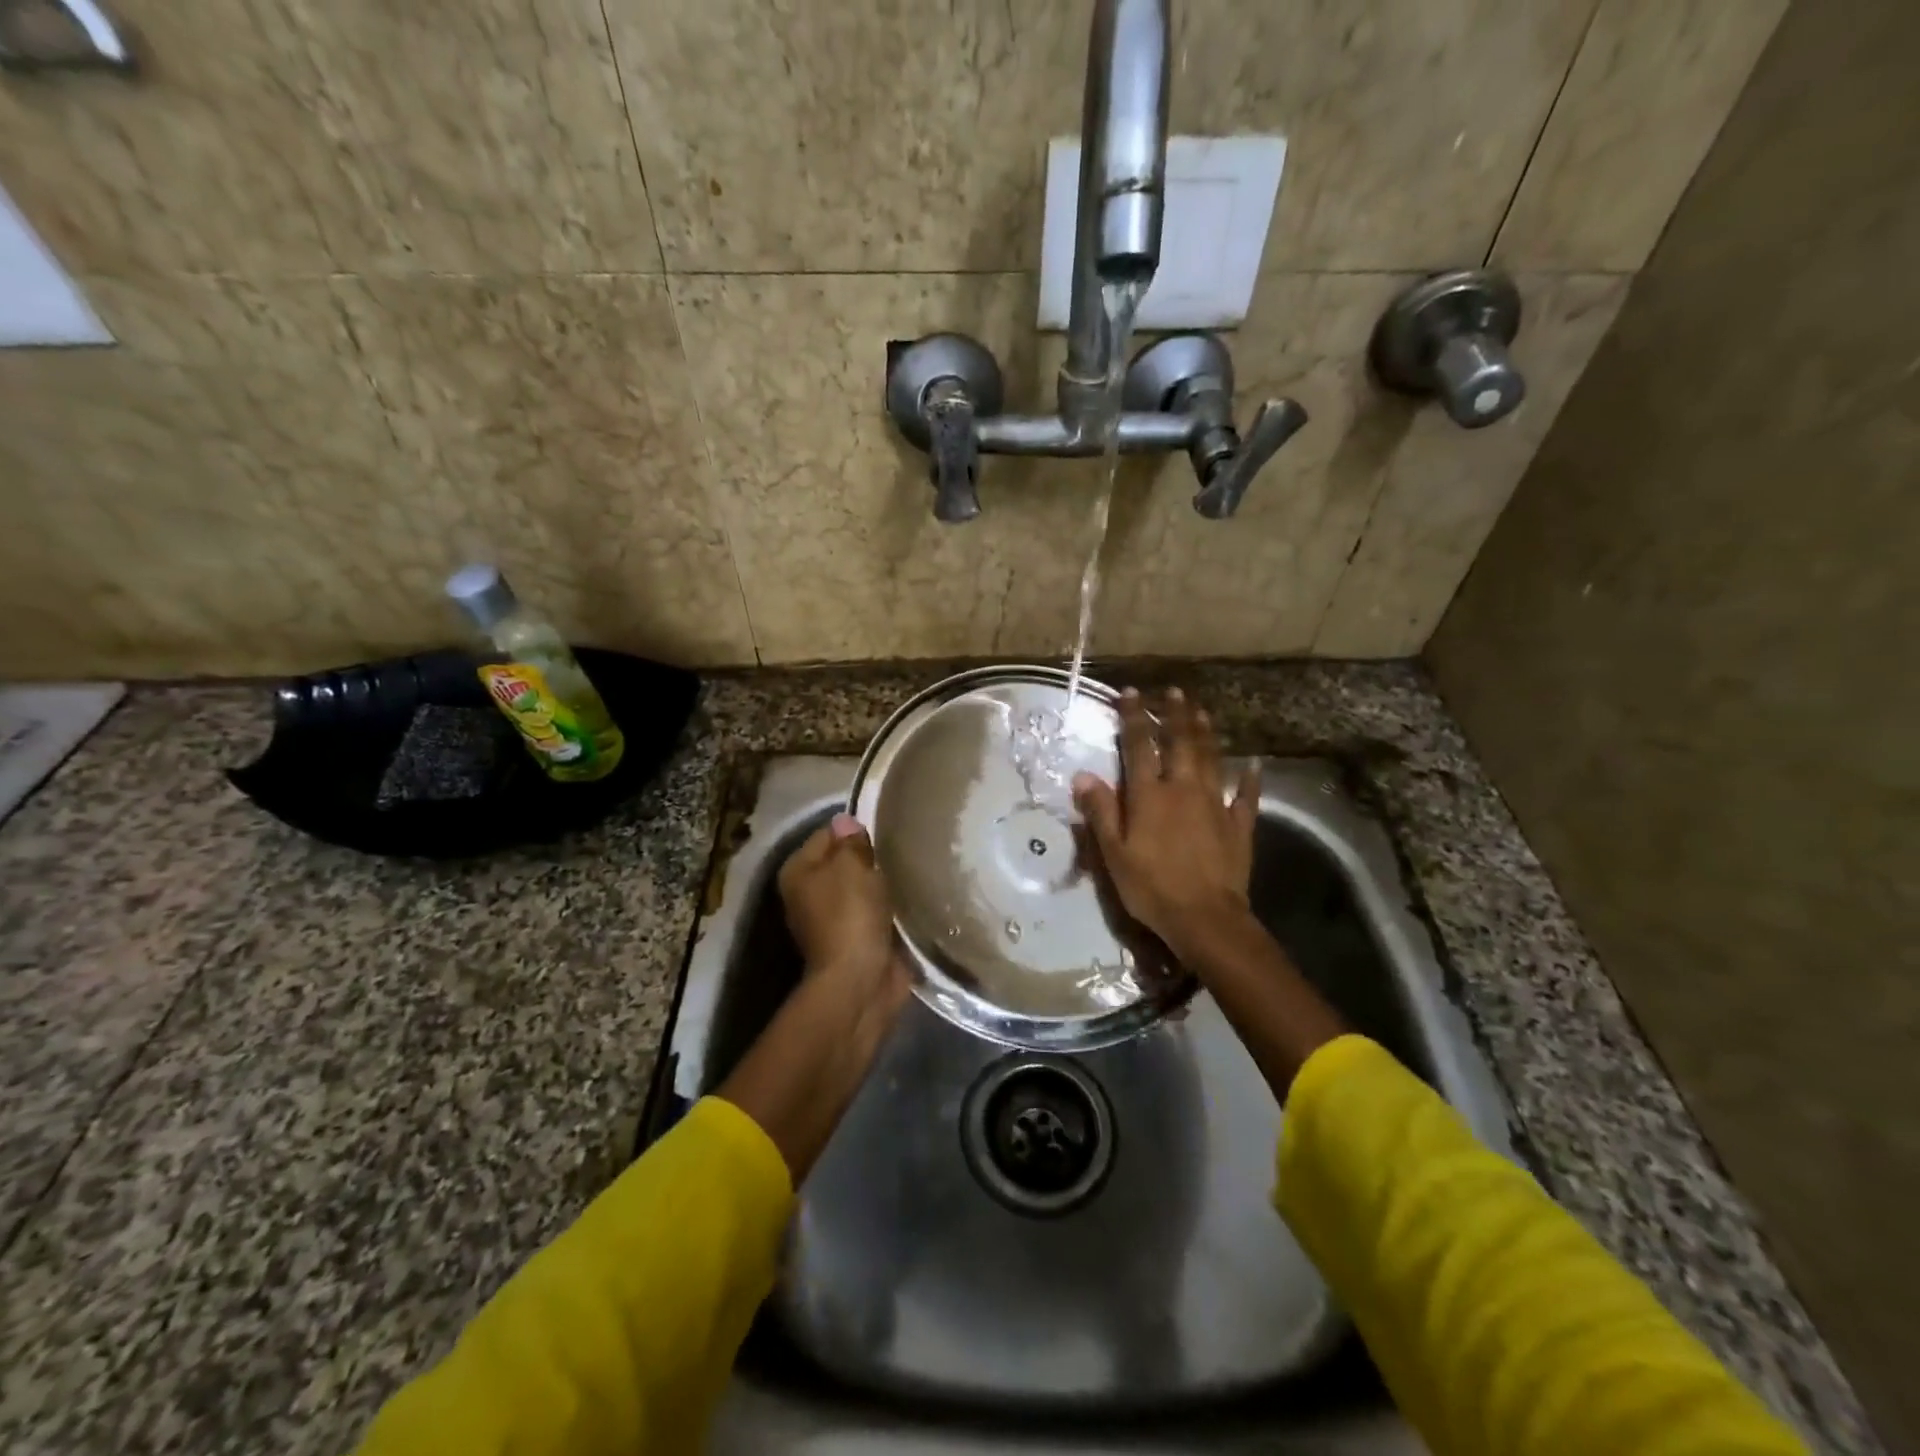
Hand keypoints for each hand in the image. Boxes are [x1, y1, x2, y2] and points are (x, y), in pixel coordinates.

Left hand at [779, 813, 898, 988]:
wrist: (860, 982)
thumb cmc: (850, 915)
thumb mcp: (851, 866)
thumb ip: (851, 841)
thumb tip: (847, 821)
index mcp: (798, 872)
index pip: (828, 834)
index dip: (856, 829)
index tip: (886, 828)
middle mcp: (809, 894)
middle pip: (844, 862)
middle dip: (871, 857)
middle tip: (901, 849)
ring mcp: (832, 920)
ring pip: (862, 887)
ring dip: (882, 883)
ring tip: (909, 870)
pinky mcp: (857, 940)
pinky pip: (875, 911)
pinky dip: (889, 907)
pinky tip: (910, 897)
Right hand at [1073, 688, 1260, 963]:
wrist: (1205, 918)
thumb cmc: (1151, 887)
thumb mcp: (1114, 853)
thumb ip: (1101, 812)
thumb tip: (1083, 775)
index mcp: (1150, 795)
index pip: (1139, 746)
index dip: (1134, 718)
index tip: (1131, 693)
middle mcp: (1183, 789)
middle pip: (1181, 743)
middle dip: (1175, 714)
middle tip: (1175, 691)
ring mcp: (1215, 804)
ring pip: (1211, 759)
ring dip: (1206, 733)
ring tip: (1202, 711)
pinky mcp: (1238, 825)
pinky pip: (1245, 796)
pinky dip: (1249, 778)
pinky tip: (1253, 764)